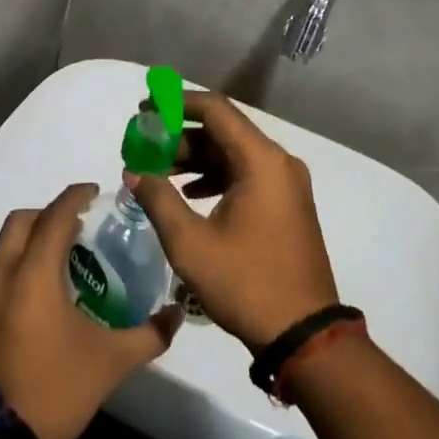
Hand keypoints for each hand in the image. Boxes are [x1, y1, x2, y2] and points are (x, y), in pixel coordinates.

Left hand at [0, 183, 179, 438]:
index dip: (75, 197)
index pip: (54, 216)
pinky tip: (41, 299)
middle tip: (78, 225)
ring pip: (4, 250)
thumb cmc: (53, 390)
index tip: (95, 192)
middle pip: (20, 222)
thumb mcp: (110, 363)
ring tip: (63, 261)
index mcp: (33, 274)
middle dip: (48, 213)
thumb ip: (148, 334)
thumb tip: (177, 313)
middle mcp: (1, 276)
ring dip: (31, 242)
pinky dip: (18, 270)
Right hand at [128, 90, 339, 353]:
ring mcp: (286, 184)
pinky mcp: (286, 204)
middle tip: (143, 147)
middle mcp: (278, 162)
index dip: (177, 103)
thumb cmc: (246, 284)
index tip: (144, 109)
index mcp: (261, 161)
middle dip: (181, 136)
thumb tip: (134, 172)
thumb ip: (158, 200)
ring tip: (157, 173)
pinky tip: (188, 194)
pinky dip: (216, 177)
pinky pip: (246, 175)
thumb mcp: (191, 244)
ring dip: (196, 159)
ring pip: (234, 154)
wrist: (304, 335)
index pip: (215, 109)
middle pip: (224, 131)